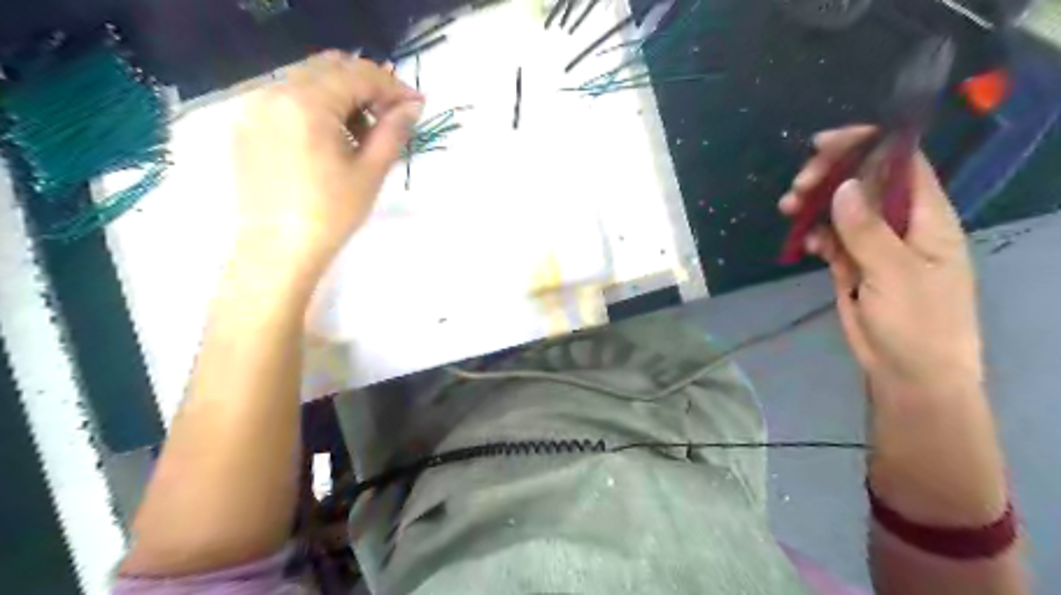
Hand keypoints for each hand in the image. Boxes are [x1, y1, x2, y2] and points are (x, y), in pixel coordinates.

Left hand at [235, 52, 424, 283]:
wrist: (278, 250)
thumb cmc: (331, 214)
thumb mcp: (370, 172)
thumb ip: (393, 131)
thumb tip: (412, 107)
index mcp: (306, 103)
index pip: (356, 74)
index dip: (391, 86)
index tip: (415, 106)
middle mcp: (274, 93)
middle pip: (329, 69)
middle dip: (366, 87)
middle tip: (391, 116)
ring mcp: (255, 109)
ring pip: (307, 82)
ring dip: (342, 97)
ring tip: (363, 133)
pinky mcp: (248, 127)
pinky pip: (287, 101)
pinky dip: (316, 109)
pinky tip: (332, 141)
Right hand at [778, 126, 985, 404]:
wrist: (909, 373)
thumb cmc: (918, 323)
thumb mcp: (895, 274)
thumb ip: (867, 230)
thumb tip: (844, 185)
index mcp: (927, 217)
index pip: (901, 163)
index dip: (867, 145)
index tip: (824, 145)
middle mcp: (900, 223)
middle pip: (863, 182)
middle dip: (829, 177)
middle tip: (797, 188)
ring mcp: (874, 244)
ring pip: (841, 210)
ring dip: (814, 206)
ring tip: (788, 209)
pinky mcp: (853, 265)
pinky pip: (831, 239)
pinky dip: (816, 236)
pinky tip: (806, 245)